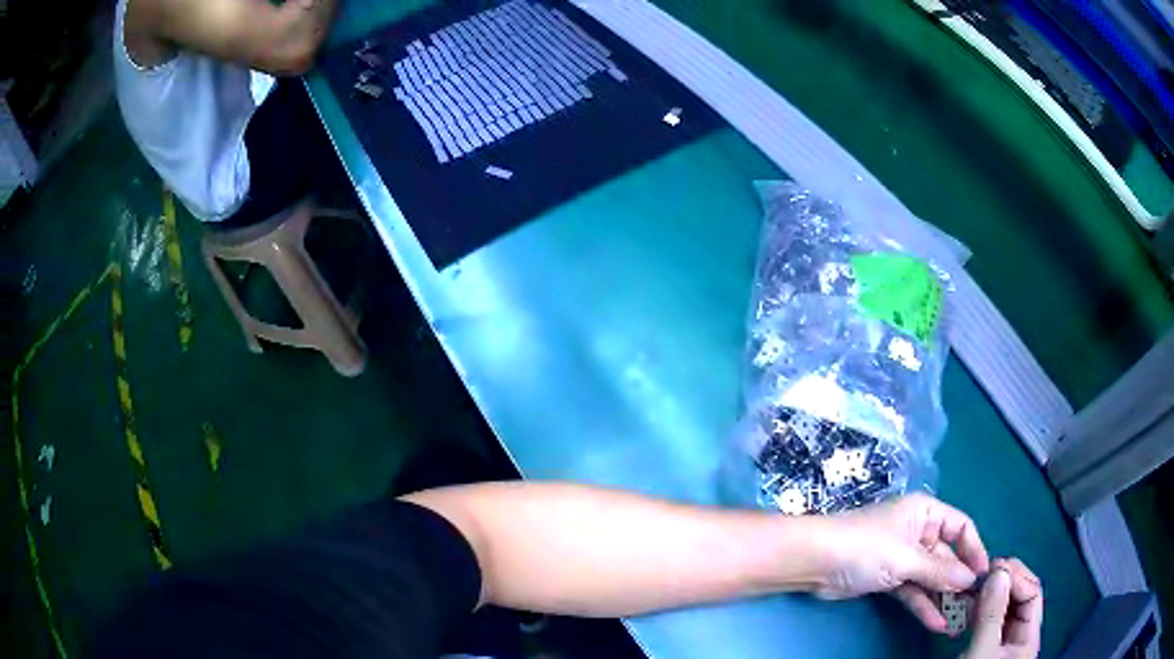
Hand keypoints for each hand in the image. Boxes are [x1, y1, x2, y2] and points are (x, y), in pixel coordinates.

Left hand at [815, 493, 989, 633]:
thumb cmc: (865, 547)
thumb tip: (970, 579)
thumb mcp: (906, 558)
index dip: (974, 549)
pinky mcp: (889, 578)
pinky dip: (924, 605)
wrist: (815, 562)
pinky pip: (913, 591)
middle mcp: (918, 532)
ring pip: (931, 578)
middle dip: (959, 581)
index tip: (984, 574)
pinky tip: (937, 623)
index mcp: (926, 512)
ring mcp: (903, 557)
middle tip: (974, 605)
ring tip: (960, 620)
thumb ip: (939, 571)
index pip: (961, 527)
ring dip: (943, 598)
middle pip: (947, 556)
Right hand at [962, 558, 1042, 658]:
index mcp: (1028, 637)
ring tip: (973, 589)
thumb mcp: (981, 653)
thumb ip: (992, 615)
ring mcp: (1004, 641)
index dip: (1016, 577)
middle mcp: (1020, 635)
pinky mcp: (987, 646)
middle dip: (1004, 582)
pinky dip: (981, 608)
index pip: (1032, 594)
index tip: (992, 569)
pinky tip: (969, 606)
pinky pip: (990, 619)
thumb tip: (998, 572)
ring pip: (1005, 607)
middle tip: (982, 576)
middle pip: (1021, 597)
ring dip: (991, 593)